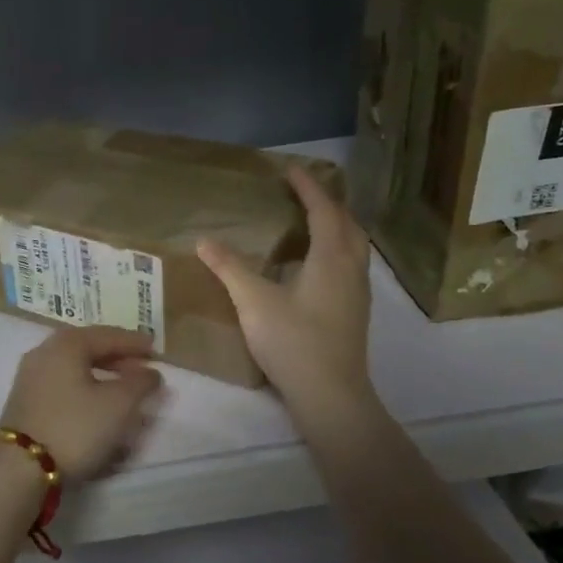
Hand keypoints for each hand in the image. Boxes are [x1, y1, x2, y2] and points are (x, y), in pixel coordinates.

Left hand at [0, 326, 163, 481]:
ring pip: (74, 369)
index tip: (155, 351)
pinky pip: (62, 386)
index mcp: (66, 344)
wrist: (19, 467)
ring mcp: (30, 377)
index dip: (134, 343)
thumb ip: (140, 383)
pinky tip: (97, 407)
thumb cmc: (75, 427)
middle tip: (142, 371)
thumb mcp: (119, 404)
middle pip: (88, 349)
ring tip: (123, 392)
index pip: (107, 335)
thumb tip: (149, 372)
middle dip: (117, 359)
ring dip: (101, 377)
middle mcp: (44, 352)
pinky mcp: (24, 402)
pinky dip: (84, 390)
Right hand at [197, 167, 372, 413]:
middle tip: (303, 191)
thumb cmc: (293, 341)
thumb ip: (229, 268)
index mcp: (331, 257)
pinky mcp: (355, 311)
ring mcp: (358, 291)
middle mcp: (352, 268)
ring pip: (353, 245)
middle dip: (327, 202)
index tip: (291, 168)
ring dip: (336, 225)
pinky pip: (350, 263)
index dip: (308, 186)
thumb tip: (204, 240)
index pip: (323, 210)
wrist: (331, 395)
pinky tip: (316, 264)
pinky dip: (336, 248)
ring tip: (312, 219)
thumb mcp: (253, 301)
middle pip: (347, 223)